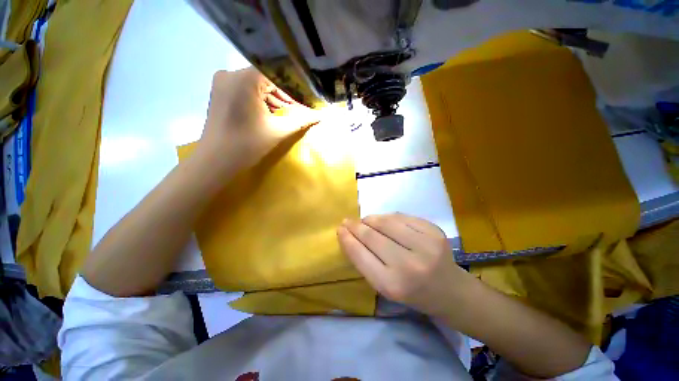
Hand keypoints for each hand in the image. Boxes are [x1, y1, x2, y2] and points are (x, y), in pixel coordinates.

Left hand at [197, 67, 319, 173]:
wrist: (216, 160)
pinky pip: (245, 91)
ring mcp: (222, 82)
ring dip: (271, 101)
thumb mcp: (278, 131)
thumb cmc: (248, 144)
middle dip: (282, 98)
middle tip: (296, 113)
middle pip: (266, 81)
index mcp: (245, 78)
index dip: (293, 90)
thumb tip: (321, 115)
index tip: (303, 105)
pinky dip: (258, 102)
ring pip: (255, 86)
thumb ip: (301, 120)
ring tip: (283, 117)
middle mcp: (231, 73)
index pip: (277, 76)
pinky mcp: (219, 93)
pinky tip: (267, 117)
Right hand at [337, 213, 475, 315]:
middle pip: (372, 236)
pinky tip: (385, 221)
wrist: (451, 291)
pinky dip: (388, 217)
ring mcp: (425, 245)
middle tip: (347, 221)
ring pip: (386, 222)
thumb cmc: (413, 293)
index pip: (360, 255)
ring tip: (365, 220)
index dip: (347, 239)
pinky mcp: (434, 231)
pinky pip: (402, 217)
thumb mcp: (385, 286)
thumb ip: (366, 262)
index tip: (339, 229)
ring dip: (370, 218)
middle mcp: (409, 265)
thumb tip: (351, 234)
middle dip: (355, 226)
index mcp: (392, 285)